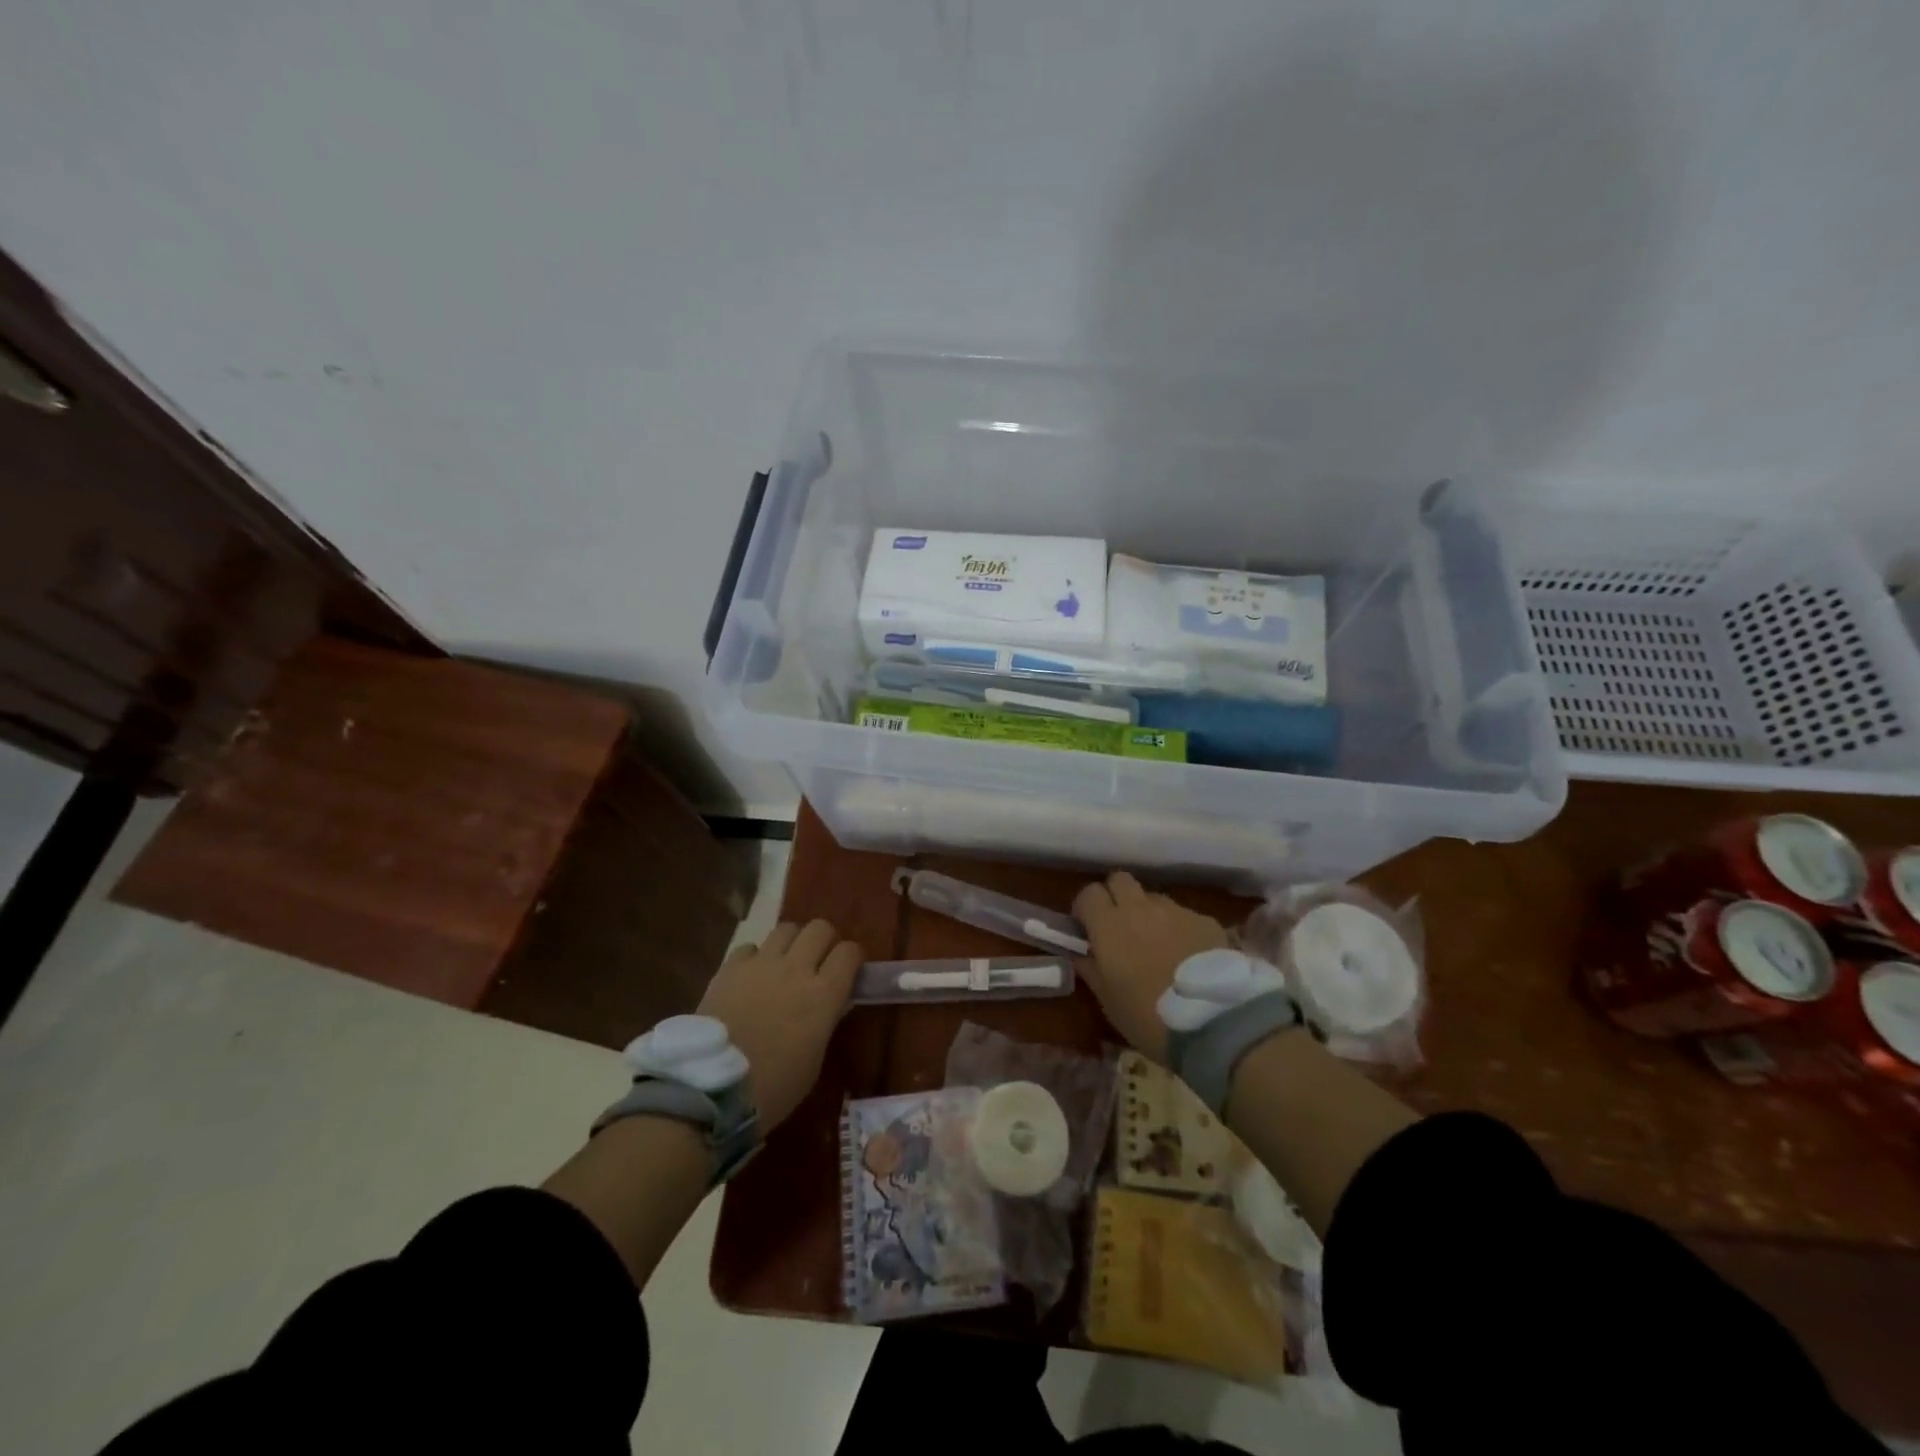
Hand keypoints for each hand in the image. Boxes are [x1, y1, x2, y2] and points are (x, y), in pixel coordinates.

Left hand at [698, 920, 862, 1131]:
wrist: (713, 1089)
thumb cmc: (774, 1087)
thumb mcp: (814, 1059)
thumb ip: (826, 1021)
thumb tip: (832, 1002)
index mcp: (824, 994)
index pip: (849, 951)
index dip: (852, 958)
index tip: (849, 971)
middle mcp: (796, 969)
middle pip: (820, 928)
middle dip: (824, 941)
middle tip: (819, 962)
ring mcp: (761, 964)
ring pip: (786, 928)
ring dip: (792, 942)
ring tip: (786, 963)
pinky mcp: (730, 968)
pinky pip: (750, 947)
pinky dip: (755, 957)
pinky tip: (751, 977)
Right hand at [1073, 871, 1230, 1061]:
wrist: (1213, 1023)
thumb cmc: (1148, 1016)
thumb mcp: (1108, 1001)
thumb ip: (1090, 969)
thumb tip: (1080, 953)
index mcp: (1109, 924)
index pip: (1088, 893)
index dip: (1085, 909)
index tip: (1087, 929)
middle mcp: (1140, 908)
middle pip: (1120, 880)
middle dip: (1115, 897)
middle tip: (1118, 927)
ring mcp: (1176, 911)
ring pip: (1153, 898)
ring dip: (1148, 914)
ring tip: (1157, 945)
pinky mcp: (1205, 921)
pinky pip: (1184, 916)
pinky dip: (1179, 929)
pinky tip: (1188, 957)